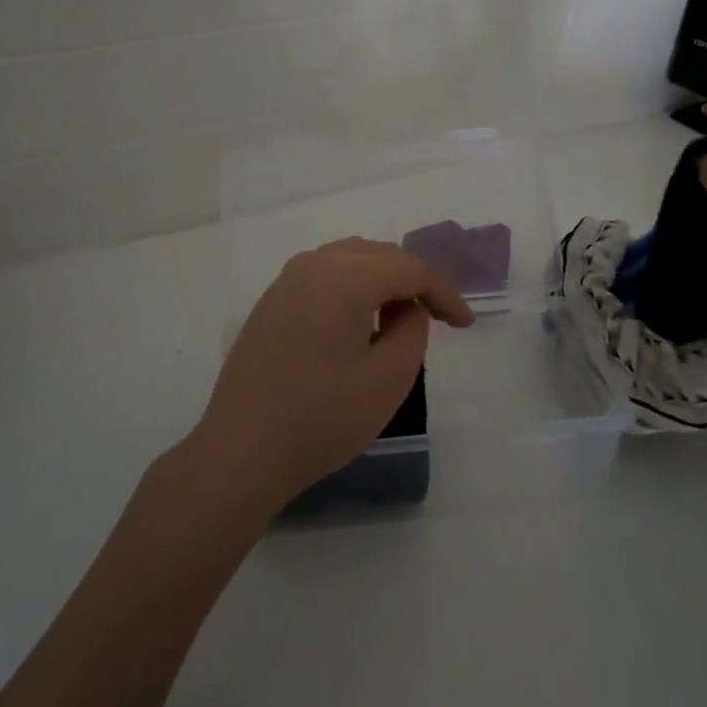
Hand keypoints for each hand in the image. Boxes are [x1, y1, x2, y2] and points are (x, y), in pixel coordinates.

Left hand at [183, 238, 474, 515]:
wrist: (241, 451)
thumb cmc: (321, 419)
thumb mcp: (388, 379)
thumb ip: (413, 329)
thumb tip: (409, 306)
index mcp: (343, 278)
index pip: (408, 269)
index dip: (444, 293)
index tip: (465, 326)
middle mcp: (313, 265)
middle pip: (379, 254)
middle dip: (415, 280)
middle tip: (439, 317)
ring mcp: (286, 281)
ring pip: (350, 259)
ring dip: (383, 279)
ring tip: (404, 315)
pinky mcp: (272, 302)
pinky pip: (325, 274)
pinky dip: (353, 286)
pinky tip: (361, 320)